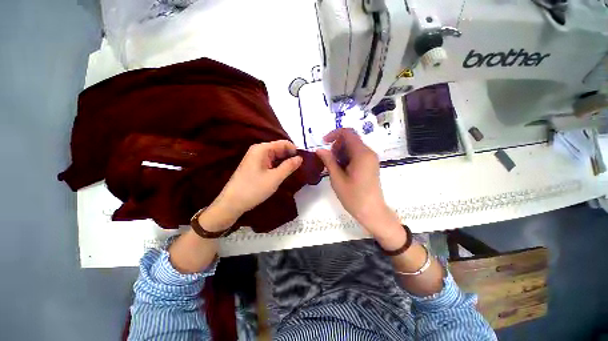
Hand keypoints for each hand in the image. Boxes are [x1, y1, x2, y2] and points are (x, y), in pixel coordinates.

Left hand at [210, 140, 302, 222]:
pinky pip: (270, 162)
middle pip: (279, 149)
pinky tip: (283, 173)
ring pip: (275, 156)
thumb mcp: (275, 178)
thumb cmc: (253, 189)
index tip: (304, 160)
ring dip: (285, 162)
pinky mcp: (254, 166)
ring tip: (294, 170)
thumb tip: (300, 158)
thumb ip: (289, 166)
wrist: (232, 203)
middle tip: (301, 167)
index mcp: (262, 149)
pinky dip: (278, 166)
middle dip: (290, 156)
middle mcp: (258, 150)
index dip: (294, 150)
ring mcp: (255, 158)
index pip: (283, 143)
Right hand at [315, 128, 403, 245]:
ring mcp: (371, 159)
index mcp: (362, 154)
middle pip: (350, 139)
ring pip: (353, 147)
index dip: (334, 134)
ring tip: (335, 168)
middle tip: (329, 160)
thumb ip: (328, 161)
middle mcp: (368, 152)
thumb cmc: (354, 197)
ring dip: (341, 152)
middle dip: (337, 146)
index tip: (324, 143)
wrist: (372, 212)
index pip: (348, 133)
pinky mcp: (370, 165)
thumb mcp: (337, 178)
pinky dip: (347, 158)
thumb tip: (319, 149)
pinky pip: (357, 154)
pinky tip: (342, 170)